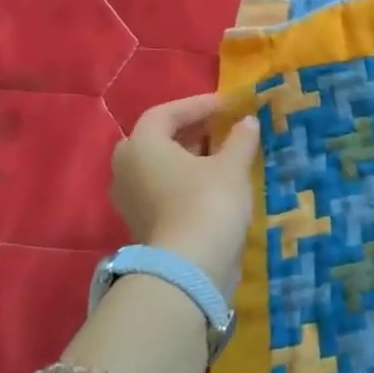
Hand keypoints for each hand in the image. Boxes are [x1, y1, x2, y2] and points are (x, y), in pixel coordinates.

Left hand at [110, 94, 259, 298]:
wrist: (190, 267)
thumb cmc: (208, 202)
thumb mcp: (232, 166)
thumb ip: (240, 139)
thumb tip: (247, 122)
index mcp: (142, 145)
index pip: (166, 113)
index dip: (198, 105)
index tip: (227, 106)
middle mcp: (126, 168)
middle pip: (158, 140)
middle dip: (190, 132)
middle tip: (222, 128)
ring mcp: (130, 199)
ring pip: (160, 166)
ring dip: (189, 157)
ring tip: (222, 156)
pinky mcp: (142, 222)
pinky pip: (162, 189)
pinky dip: (185, 181)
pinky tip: (214, 185)